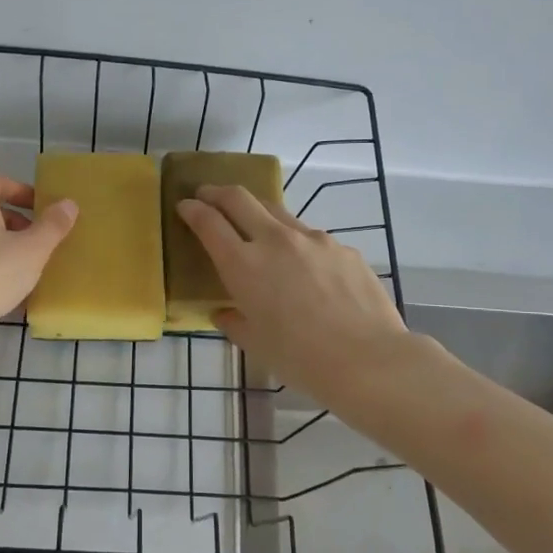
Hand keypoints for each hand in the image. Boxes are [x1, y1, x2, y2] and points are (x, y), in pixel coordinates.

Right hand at [175, 185, 407, 403]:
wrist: (368, 360)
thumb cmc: (301, 359)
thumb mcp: (255, 344)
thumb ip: (234, 322)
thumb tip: (224, 312)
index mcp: (244, 265)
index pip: (208, 222)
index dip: (192, 210)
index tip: (185, 206)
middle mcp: (275, 240)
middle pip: (239, 198)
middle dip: (217, 192)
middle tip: (208, 195)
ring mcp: (313, 239)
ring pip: (277, 212)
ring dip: (258, 213)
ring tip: (256, 229)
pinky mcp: (343, 248)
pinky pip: (311, 238)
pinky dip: (297, 244)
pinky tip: (306, 270)